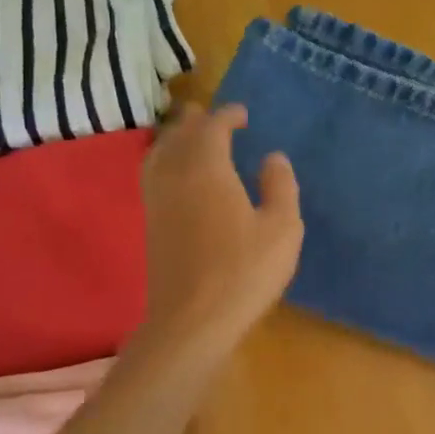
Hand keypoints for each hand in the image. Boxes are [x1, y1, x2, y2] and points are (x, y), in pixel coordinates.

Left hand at [140, 103, 302, 354]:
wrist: (192, 320)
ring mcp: (157, 201)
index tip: (242, 114)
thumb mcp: (282, 229)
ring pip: (159, 153)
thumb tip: (273, 158)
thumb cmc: (244, 272)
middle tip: (211, 115)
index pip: (212, 128)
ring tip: (188, 136)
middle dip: (195, 120)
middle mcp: (176, 176)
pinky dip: (163, 160)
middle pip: (179, 135)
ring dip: (174, 138)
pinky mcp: (151, 224)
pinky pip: (152, 175)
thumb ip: (281, 187)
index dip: (227, 115)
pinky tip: (175, 175)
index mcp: (208, 169)